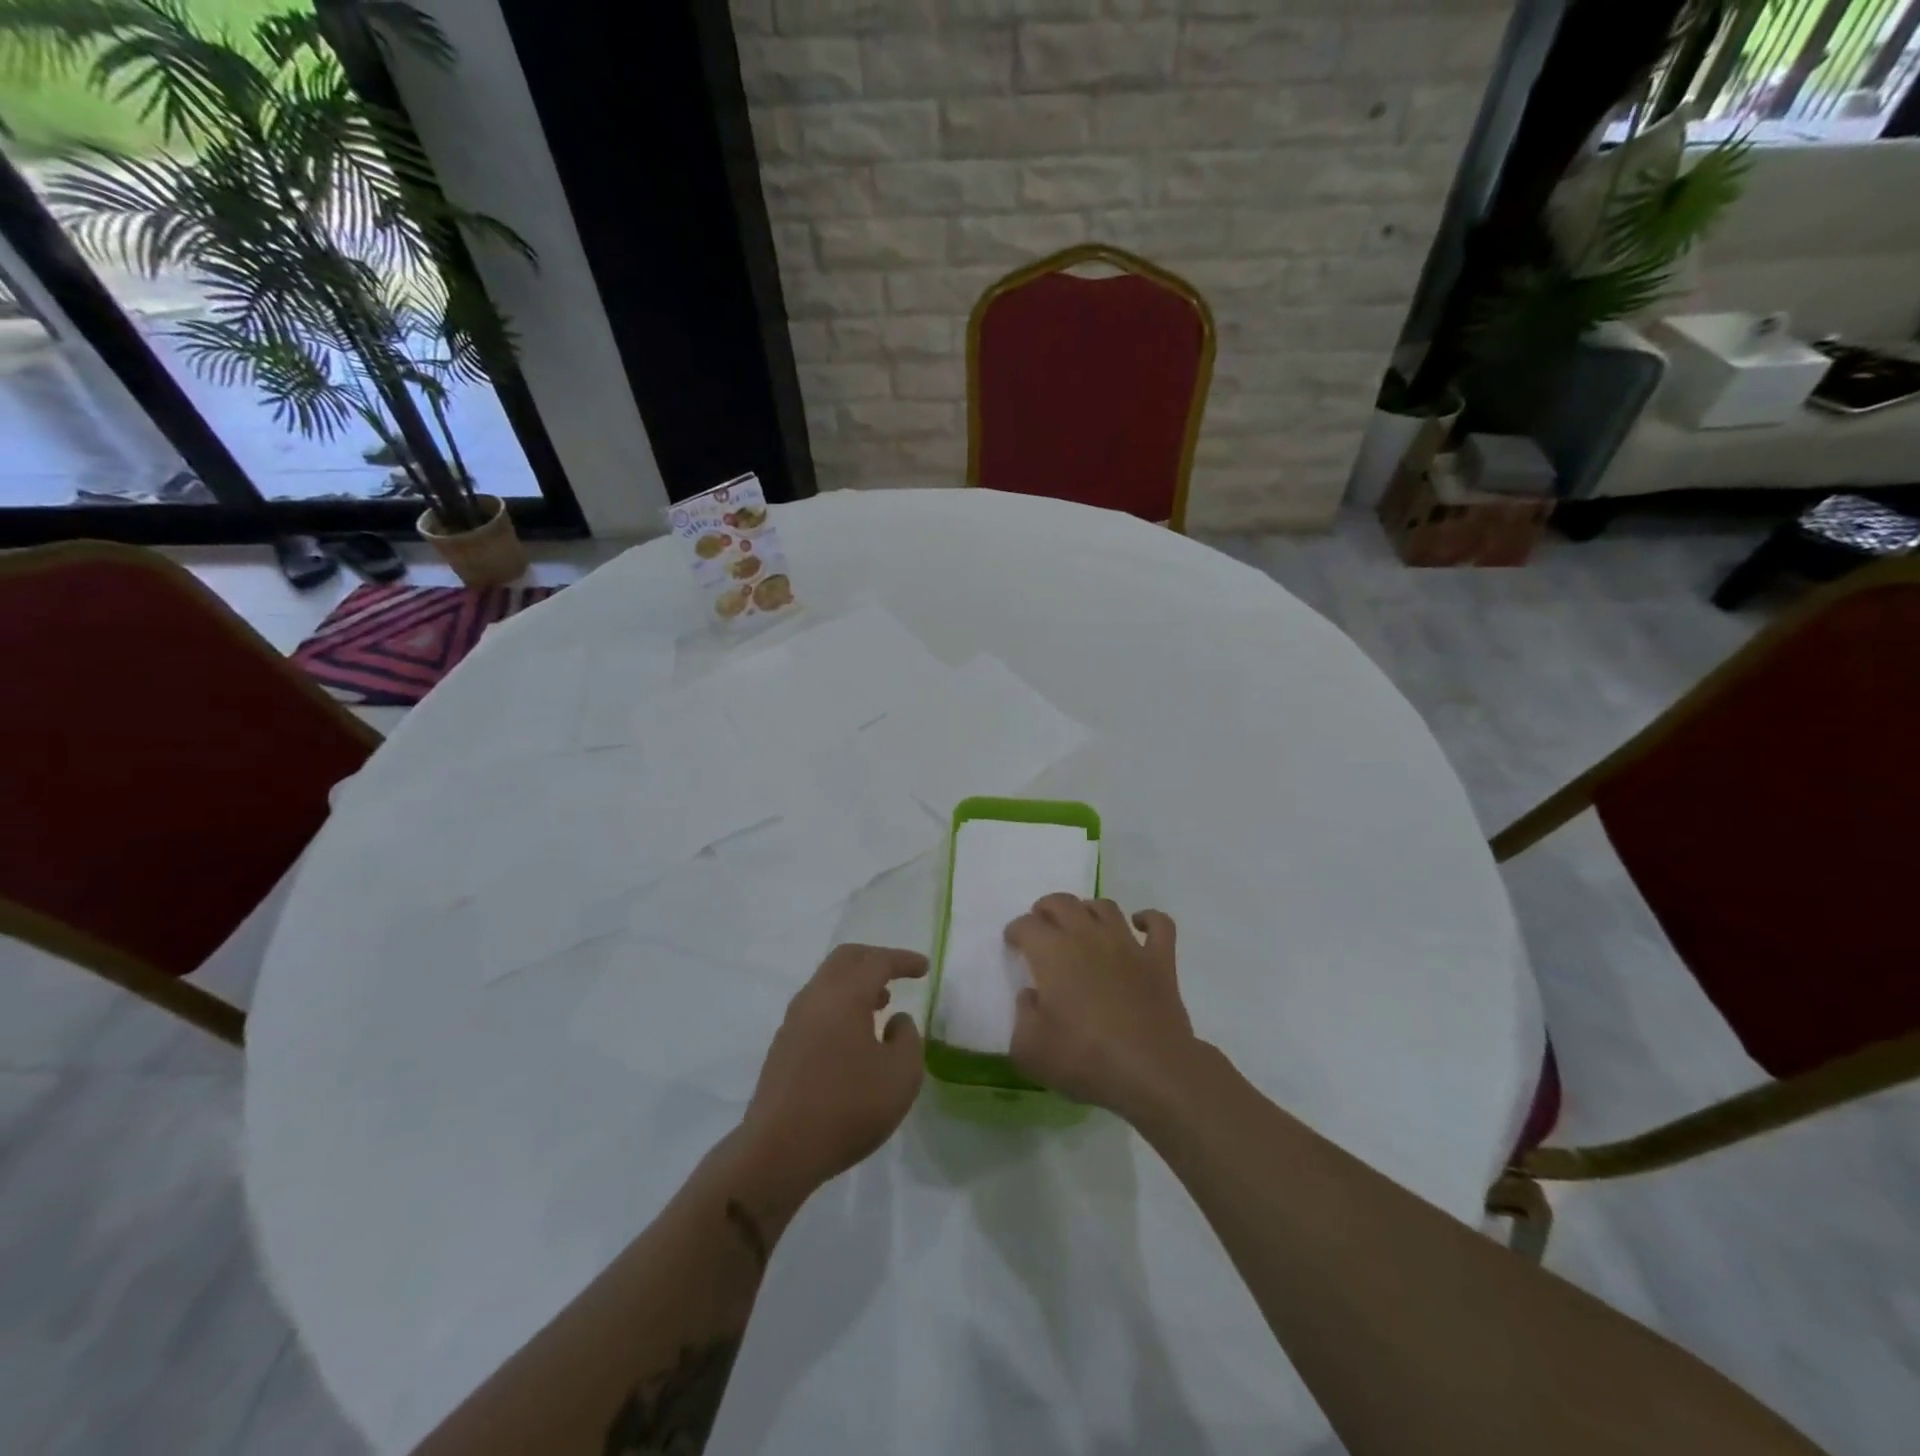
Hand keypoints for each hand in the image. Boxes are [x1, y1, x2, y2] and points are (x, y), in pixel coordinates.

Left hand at [738, 944, 926, 1204]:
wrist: (779, 1151)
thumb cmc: (847, 1107)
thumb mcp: (901, 1076)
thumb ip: (908, 1039)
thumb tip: (896, 1021)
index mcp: (845, 995)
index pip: (877, 961)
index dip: (903, 960)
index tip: (924, 968)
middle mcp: (815, 997)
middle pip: (846, 959)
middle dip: (875, 959)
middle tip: (899, 973)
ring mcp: (793, 1021)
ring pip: (828, 982)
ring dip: (856, 983)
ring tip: (880, 1004)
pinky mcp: (783, 1045)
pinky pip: (817, 1006)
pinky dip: (840, 1004)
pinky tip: (853, 1034)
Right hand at [1006, 896, 1199, 1118]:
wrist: (1150, 1071)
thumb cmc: (1084, 1058)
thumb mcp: (1029, 1050)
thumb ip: (1022, 1017)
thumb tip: (1031, 996)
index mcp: (1052, 952)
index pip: (1026, 925)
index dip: (1016, 931)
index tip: (1013, 944)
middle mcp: (1088, 936)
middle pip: (1063, 903)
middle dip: (1047, 909)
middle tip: (1042, 925)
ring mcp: (1127, 945)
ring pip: (1105, 907)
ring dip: (1089, 910)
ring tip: (1083, 924)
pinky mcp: (1160, 960)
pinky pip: (1159, 924)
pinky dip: (1149, 919)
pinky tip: (1140, 925)